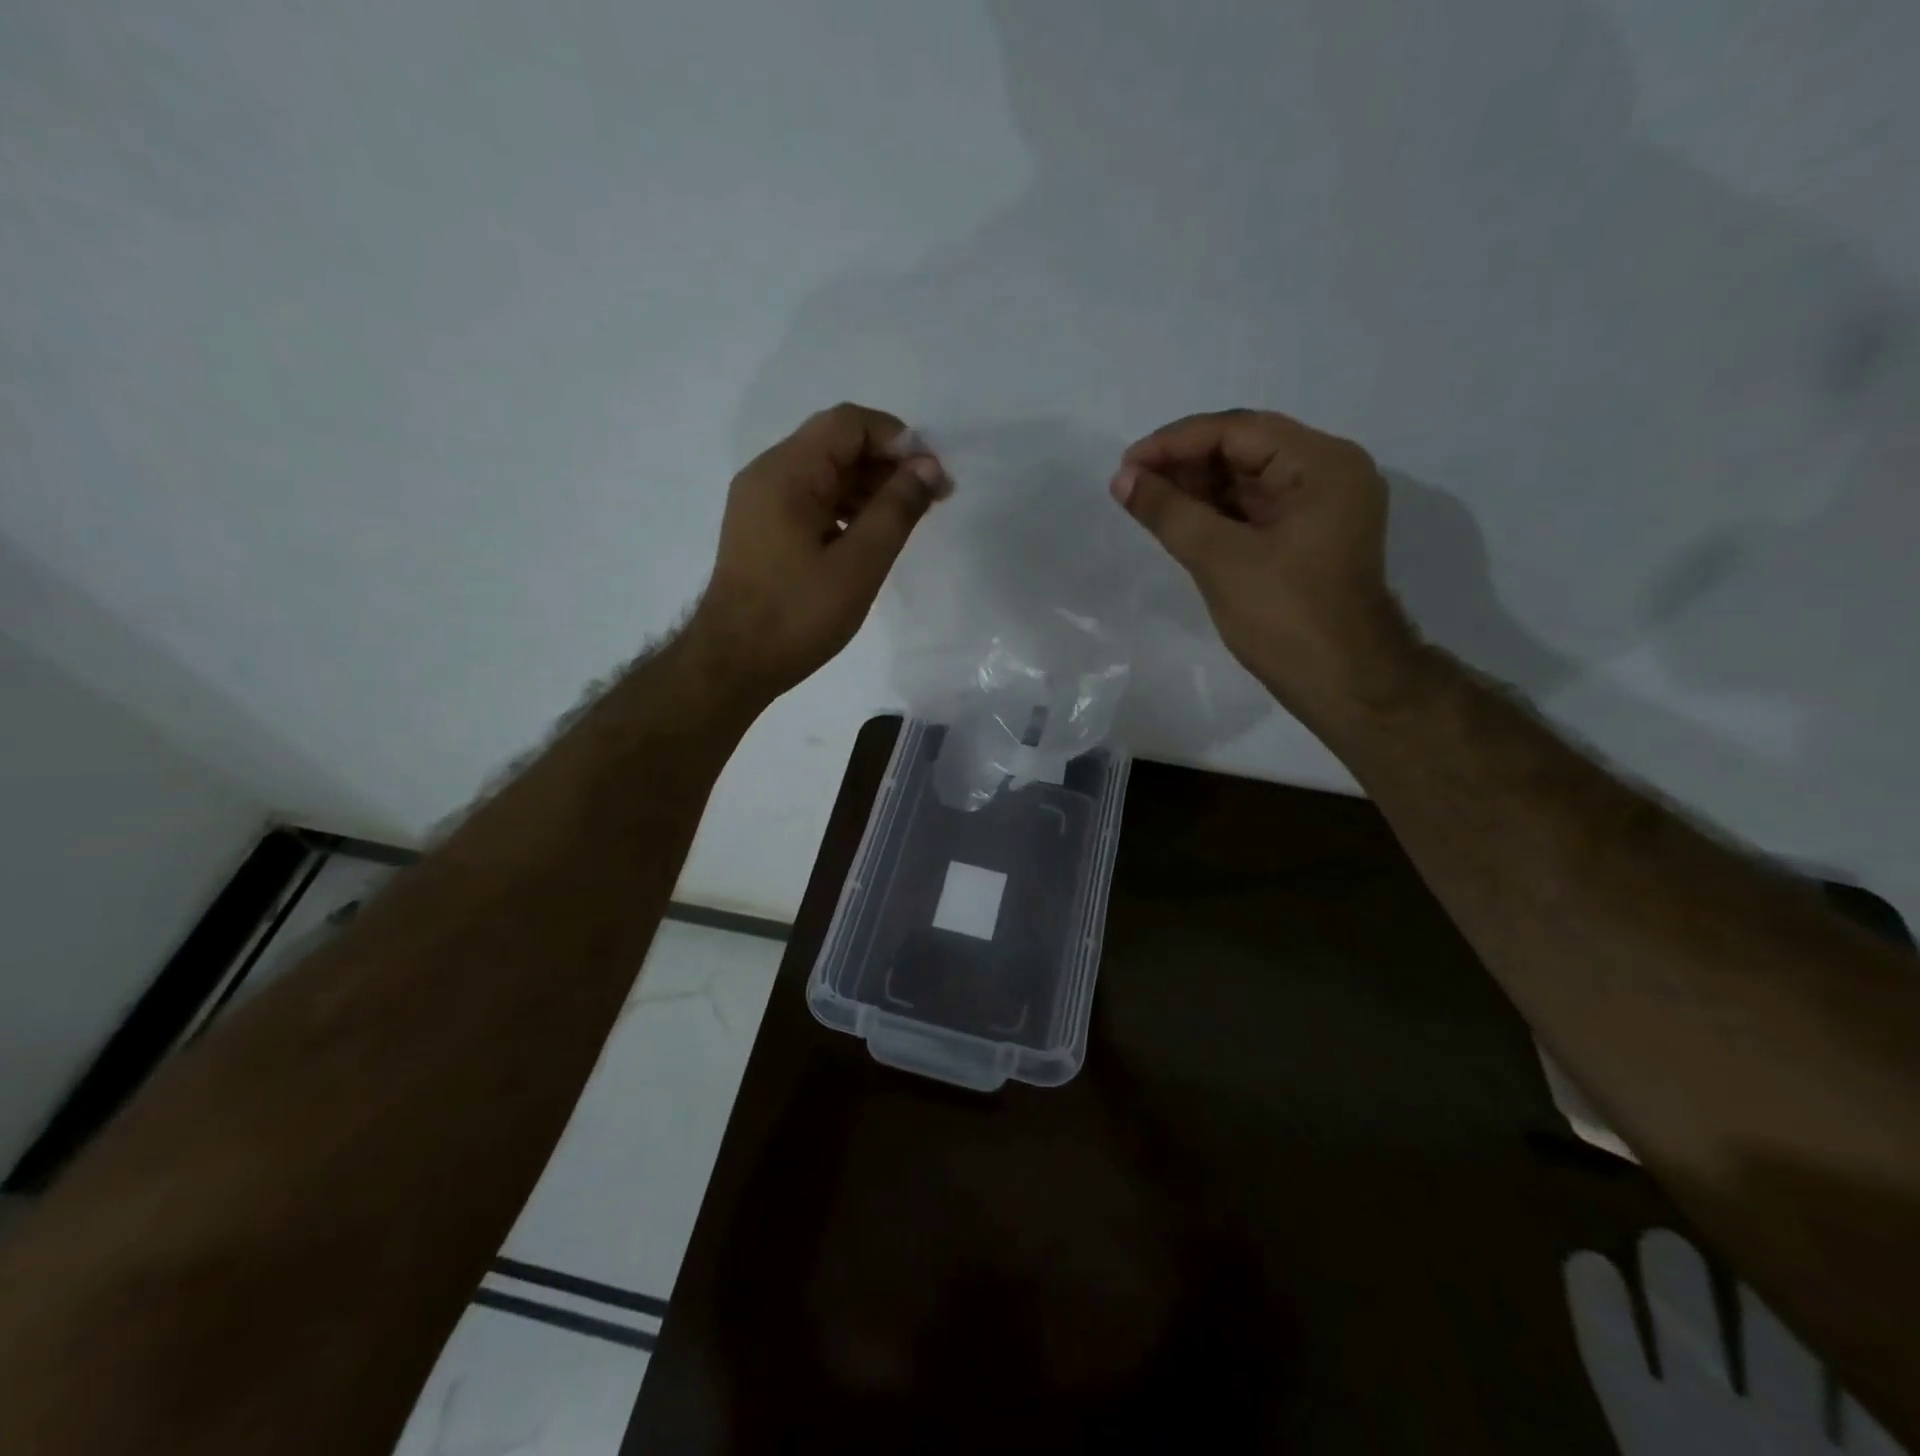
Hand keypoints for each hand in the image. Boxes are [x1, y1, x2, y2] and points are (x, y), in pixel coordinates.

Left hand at [688, 403, 948, 699]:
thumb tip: (928, 466)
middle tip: (930, 500)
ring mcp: (761, 501)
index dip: (897, 439)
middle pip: (836, 443)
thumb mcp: (858, 564)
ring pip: (825, 472)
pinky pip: (812, 498)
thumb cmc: (798, 616)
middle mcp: (768, 474)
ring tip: (907, 520)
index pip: (848, 423)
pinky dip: (846, 507)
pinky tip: (871, 536)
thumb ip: (896, 510)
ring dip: (869, 487)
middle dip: (887, 464)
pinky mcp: (763, 528)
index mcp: (786, 473)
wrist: (734, 663)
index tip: (932, 476)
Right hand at [1112, 409, 1418, 725]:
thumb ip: (1169, 512)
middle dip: (1185, 465)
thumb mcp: (1220, 559)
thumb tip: (1122, 479)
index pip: (1238, 431)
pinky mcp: (1307, 538)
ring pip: (1247, 481)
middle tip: (1131, 485)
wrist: (1342, 682)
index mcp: (1321, 464)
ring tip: (1145, 502)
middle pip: (1245, 450)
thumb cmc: (1286, 617)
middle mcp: (1327, 474)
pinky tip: (1177, 521)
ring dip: (1196, 489)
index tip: (1127, 464)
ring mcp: (1320, 508)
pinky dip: (1215, 514)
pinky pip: (1254, 511)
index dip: (1176, 443)